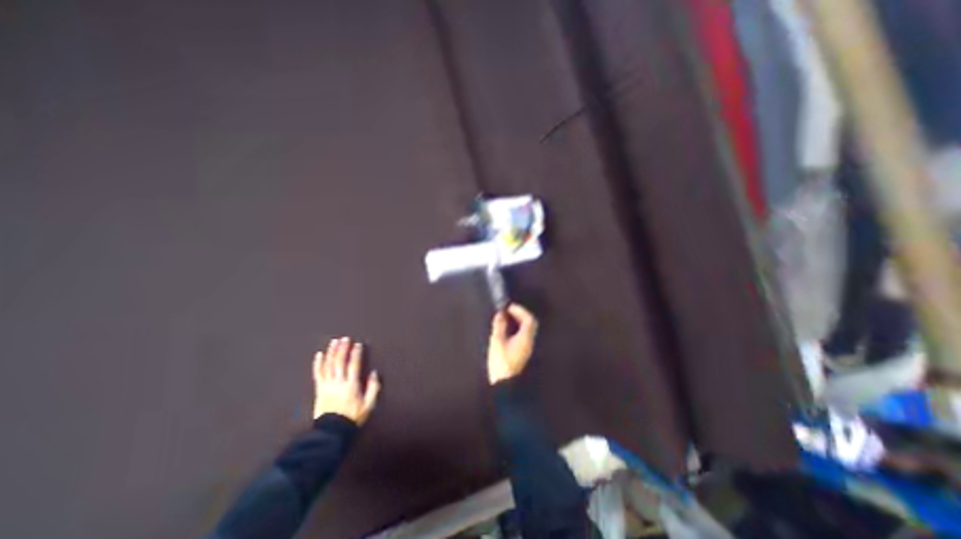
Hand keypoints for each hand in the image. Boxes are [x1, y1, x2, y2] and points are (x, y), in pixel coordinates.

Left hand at [312, 336, 378, 425]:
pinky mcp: (319, 390)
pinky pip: (318, 374)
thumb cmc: (352, 417)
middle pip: (339, 362)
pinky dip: (318, 364)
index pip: (354, 365)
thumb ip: (373, 387)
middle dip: (343, 349)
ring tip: (334, 341)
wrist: (331, 432)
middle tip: (345, 338)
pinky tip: (319, 355)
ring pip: (328, 365)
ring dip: (331, 352)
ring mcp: (327, 386)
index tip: (358, 344)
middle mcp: (338, 383)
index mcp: (351, 385)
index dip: (356, 353)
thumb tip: (374, 373)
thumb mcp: (369, 404)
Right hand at [488, 304, 538, 383]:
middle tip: (509, 311)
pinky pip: (523, 336)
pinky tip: (507, 331)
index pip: (528, 320)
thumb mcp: (497, 341)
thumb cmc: (501, 363)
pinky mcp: (523, 353)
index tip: (509, 307)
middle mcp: (529, 342)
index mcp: (525, 338)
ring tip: (506, 319)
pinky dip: (517, 329)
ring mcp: (527, 348)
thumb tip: (500, 315)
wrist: (504, 383)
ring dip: (518, 322)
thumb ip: (499, 326)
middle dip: (520, 315)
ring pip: (527, 330)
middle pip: (530, 324)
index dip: (520, 311)